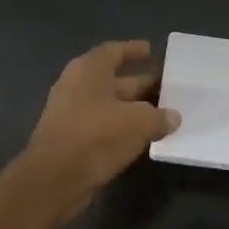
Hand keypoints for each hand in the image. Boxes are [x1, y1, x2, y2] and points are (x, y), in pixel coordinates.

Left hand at [23, 39, 177, 219]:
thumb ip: (159, 116)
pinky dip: (123, 128)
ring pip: (110, 105)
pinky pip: (103, 126)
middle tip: (168, 87)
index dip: (133, 50)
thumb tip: (172, 117)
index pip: (113, 51)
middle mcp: (77, 87)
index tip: (151, 51)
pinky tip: (144, 136)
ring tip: (162, 114)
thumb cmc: (97, 137)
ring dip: (134, 109)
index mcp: (89, 71)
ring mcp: (71, 114)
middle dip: (141, 83)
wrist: (55, 179)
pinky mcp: (72, 139)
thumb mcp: (138, 122)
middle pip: (114, 79)